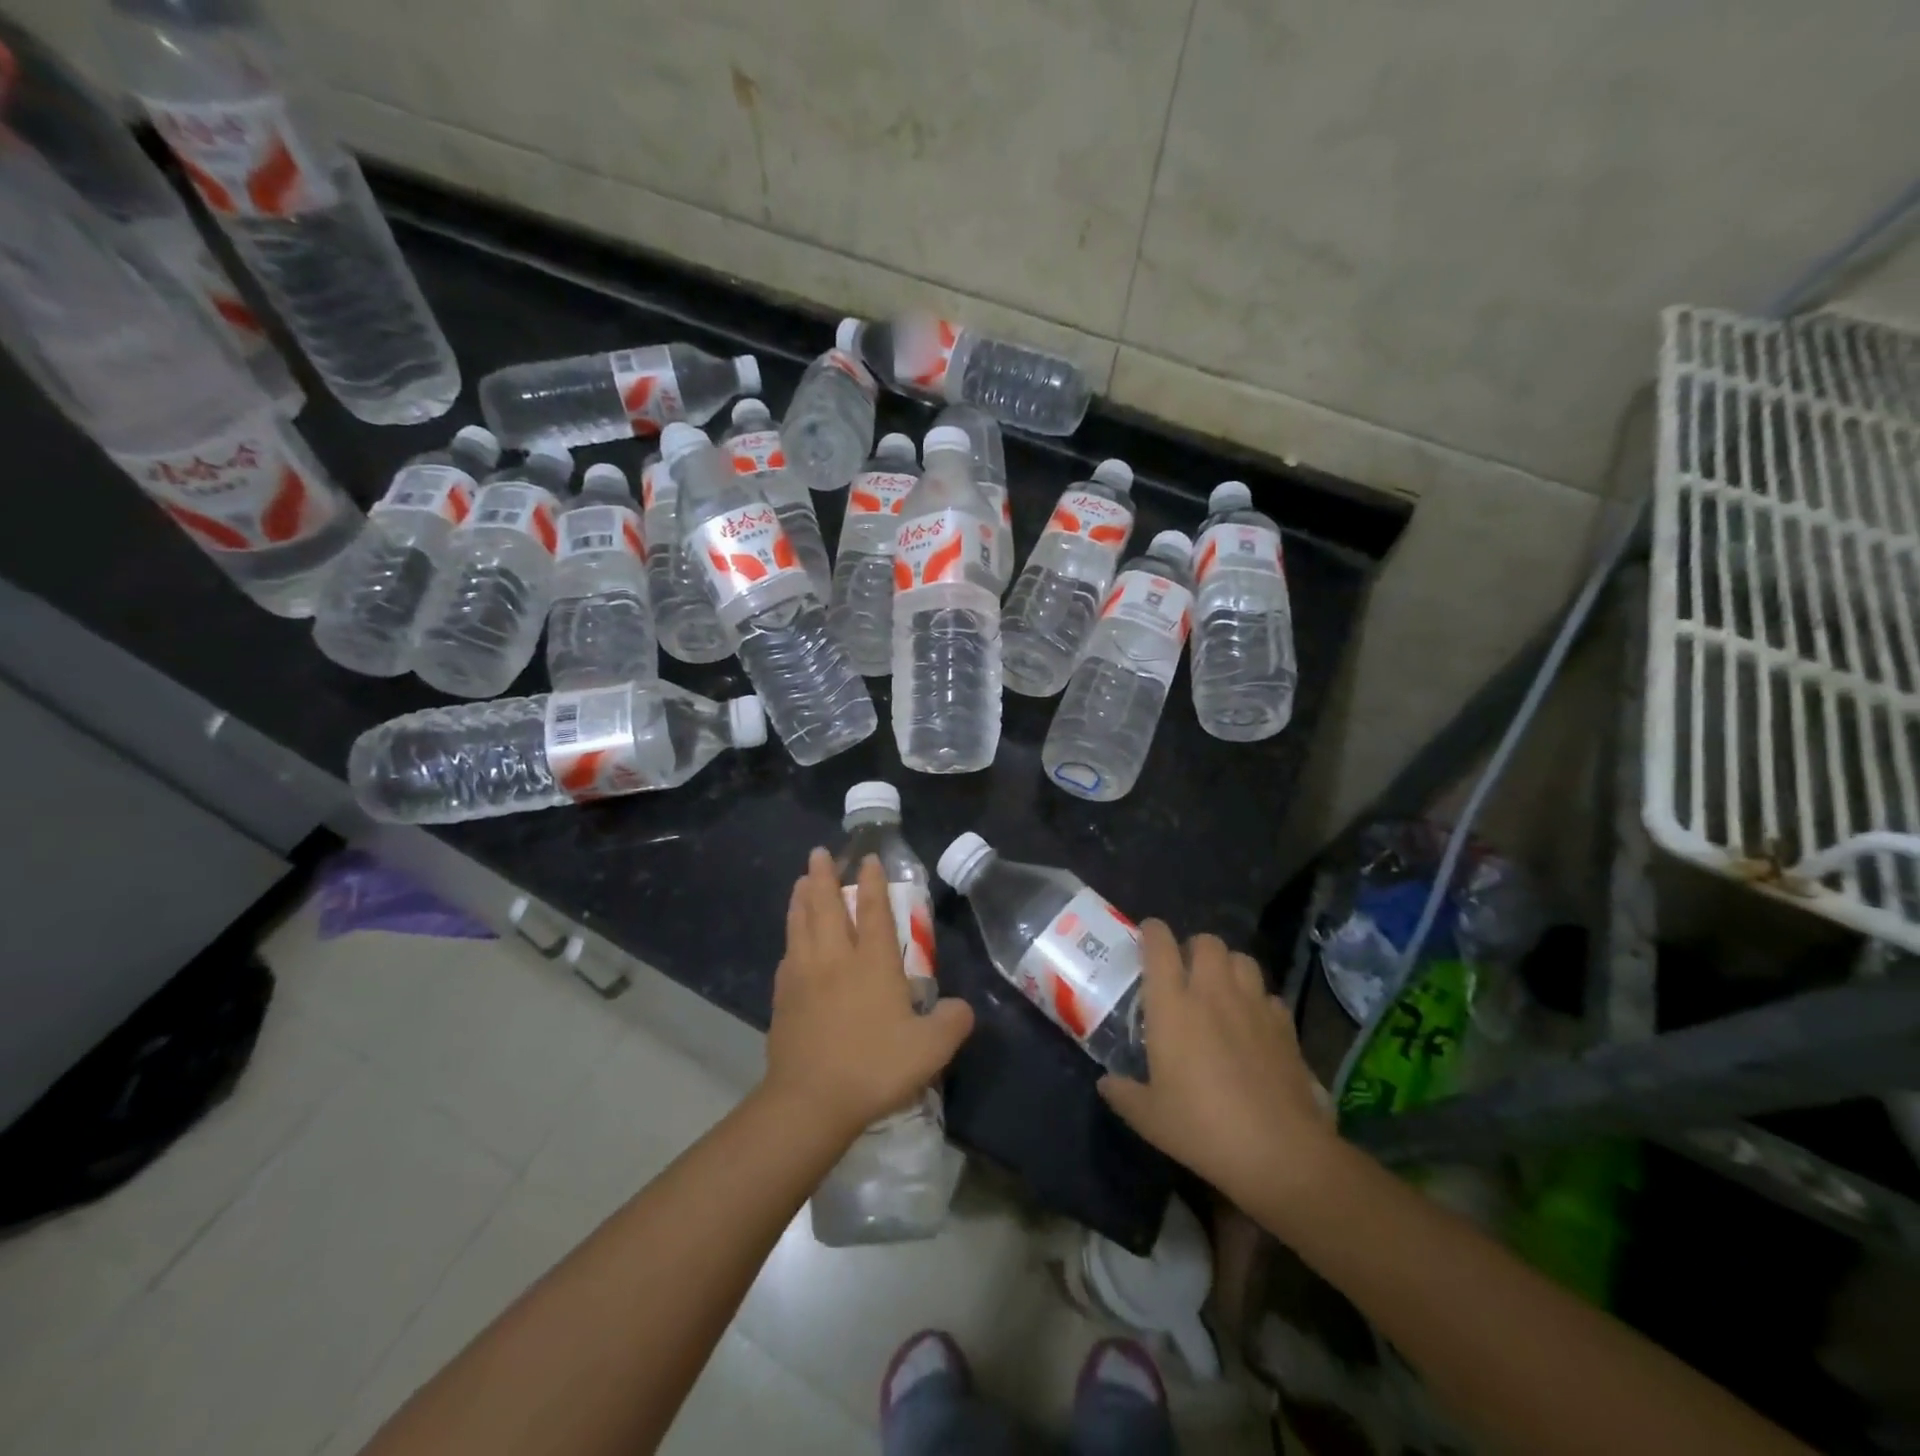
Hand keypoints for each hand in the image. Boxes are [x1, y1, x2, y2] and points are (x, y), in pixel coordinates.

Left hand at [763, 848, 973, 1140]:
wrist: (810, 1101)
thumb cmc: (874, 1067)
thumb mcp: (931, 1049)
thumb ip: (953, 1022)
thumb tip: (962, 1008)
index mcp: (873, 963)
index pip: (873, 910)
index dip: (872, 882)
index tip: (868, 858)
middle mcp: (836, 959)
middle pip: (826, 906)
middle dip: (824, 876)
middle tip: (819, 853)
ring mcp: (804, 976)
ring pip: (801, 925)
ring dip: (801, 899)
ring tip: (801, 881)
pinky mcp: (783, 998)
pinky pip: (787, 956)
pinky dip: (790, 938)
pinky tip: (790, 941)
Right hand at [1098, 923, 1333, 1206]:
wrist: (1279, 1151)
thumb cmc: (1202, 1127)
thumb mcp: (1149, 1117)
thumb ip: (1123, 1093)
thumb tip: (1105, 1083)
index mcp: (1172, 1005)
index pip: (1159, 945)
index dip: (1152, 932)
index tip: (1146, 936)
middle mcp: (1212, 993)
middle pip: (1206, 942)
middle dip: (1194, 948)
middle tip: (1186, 971)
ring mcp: (1253, 1005)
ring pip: (1242, 959)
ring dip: (1228, 967)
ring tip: (1221, 989)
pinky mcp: (1285, 1026)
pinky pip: (1269, 995)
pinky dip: (1258, 1001)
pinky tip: (1254, 1024)